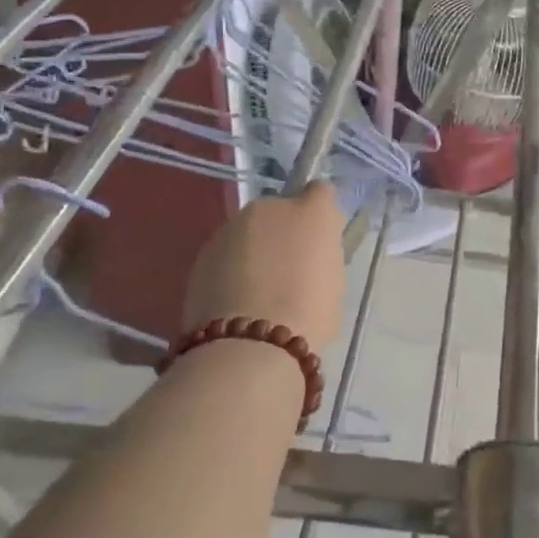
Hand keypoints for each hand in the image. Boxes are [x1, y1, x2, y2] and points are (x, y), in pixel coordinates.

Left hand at [183, 183, 345, 350]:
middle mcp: (271, 207)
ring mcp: (232, 227)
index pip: (321, 192)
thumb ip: (322, 257)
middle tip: (287, 270)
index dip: (320, 212)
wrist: (249, 345)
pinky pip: (225, 253)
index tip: (319, 238)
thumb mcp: (334, 284)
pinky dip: (230, 268)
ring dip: (254, 250)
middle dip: (283, 232)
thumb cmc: (308, 316)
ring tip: (255, 291)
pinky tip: (233, 301)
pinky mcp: (204, 251)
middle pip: (280, 211)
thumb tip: (311, 255)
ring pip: (249, 232)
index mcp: (312, 212)